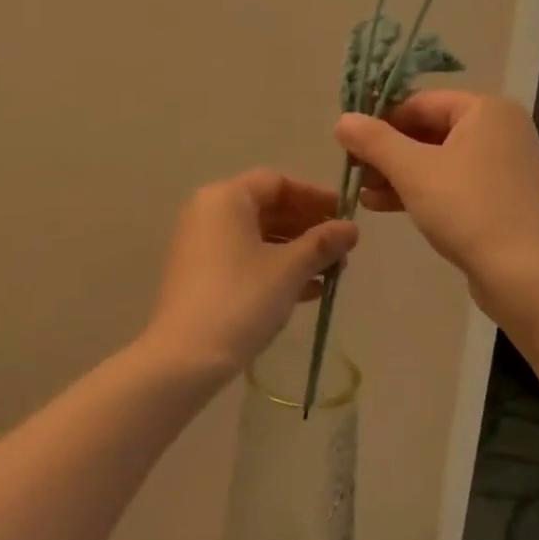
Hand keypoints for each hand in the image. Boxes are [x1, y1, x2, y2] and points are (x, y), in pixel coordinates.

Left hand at [144, 170, 358, 380]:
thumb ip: (322, 243)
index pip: (277, 183)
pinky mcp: (200, 275)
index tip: (346, 216)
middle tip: (343, 247)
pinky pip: (244, 259)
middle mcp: (208, 213)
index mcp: (226, 198)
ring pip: (257, 237)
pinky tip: (309, 291)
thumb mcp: (289, 269)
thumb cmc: (242, 299)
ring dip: (296, 251)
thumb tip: (352, 228)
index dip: (315, 197)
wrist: (186, 356)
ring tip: (333, 272)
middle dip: (308, 228)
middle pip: (267, 208)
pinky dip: (275, 268)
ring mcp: (201, 245)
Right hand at [335, 92, 538, 307]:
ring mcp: (504, 165)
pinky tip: (384, 206)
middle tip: (355, 171)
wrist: (521, 272)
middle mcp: (501, 129)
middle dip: (388, 152)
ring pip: (439, 159)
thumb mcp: (411, 170)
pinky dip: (421, 190)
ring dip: (398, 174)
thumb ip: (374, 141)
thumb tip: (343, 120)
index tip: (351, 144)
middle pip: (430, 130)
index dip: (381, 120)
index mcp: (487, 110)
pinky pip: (454, 182)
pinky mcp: (501, 197)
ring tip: (363, 193)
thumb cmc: (466, 208)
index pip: (421, 102)